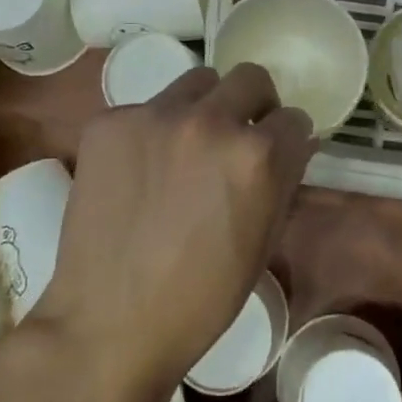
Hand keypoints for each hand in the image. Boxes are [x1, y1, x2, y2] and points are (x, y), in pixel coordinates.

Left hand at [34, 64, 315, 396]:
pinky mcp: (109, 122)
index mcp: (256, 155)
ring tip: (185, 149)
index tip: (278, 151)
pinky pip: (144, 109)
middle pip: (250, 77)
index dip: (289, 137)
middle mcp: (208, 121)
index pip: (293, 118)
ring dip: (203, 107)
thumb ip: (282, 181)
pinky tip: (138, 171)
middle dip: (255, 104)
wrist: (108, 324)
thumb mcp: (262, 243)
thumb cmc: (199, 299)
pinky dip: (151, 131)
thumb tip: (293, 143)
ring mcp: (153, 116)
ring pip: (196, 83)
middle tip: (238, 137)